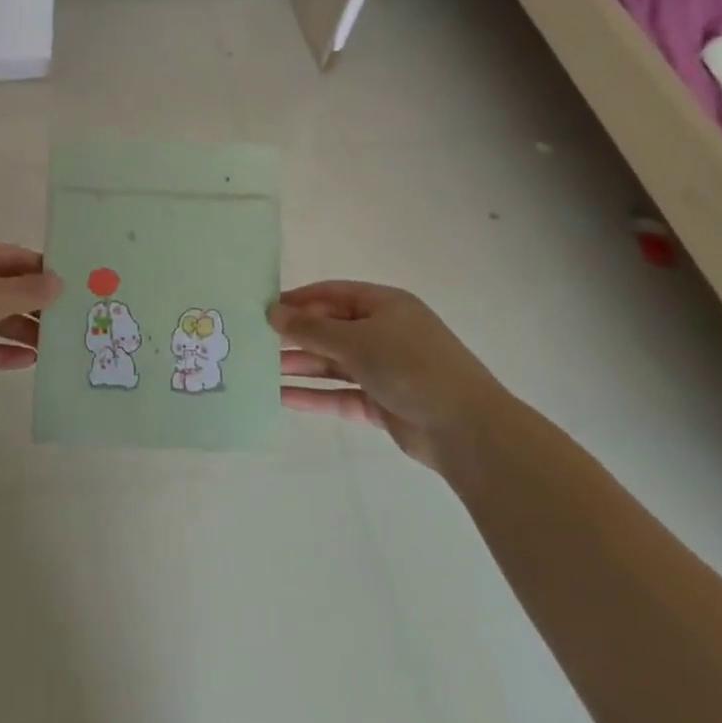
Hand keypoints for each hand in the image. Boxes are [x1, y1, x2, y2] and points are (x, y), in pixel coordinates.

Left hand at [0, 239, 63, 406]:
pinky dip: (1, 351)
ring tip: (54, 345)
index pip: (8, 255)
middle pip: (1, 287)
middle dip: (33, 303)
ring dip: (20, 330)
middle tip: (69, 318)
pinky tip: (28, 362)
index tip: (72, 284)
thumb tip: (58, 282)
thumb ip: (27, 291)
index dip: (39, 268)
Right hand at [271, 281, 504, 470]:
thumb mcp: (356, 340)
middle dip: (295, 337)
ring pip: (333, 363)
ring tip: (260, 370)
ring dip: (300, 366)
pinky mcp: (382, 403)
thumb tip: (272, 312)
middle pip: (330, 329)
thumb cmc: (410, 366)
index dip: (298, 300)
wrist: (466, 428)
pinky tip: (281, 398)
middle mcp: (384, 333)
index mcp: (384, 305)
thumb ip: (311, 328)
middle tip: (255, 343)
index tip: (262, 309)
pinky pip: (340, 394)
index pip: (332, 294)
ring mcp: (384, 369)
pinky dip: (314, 395)